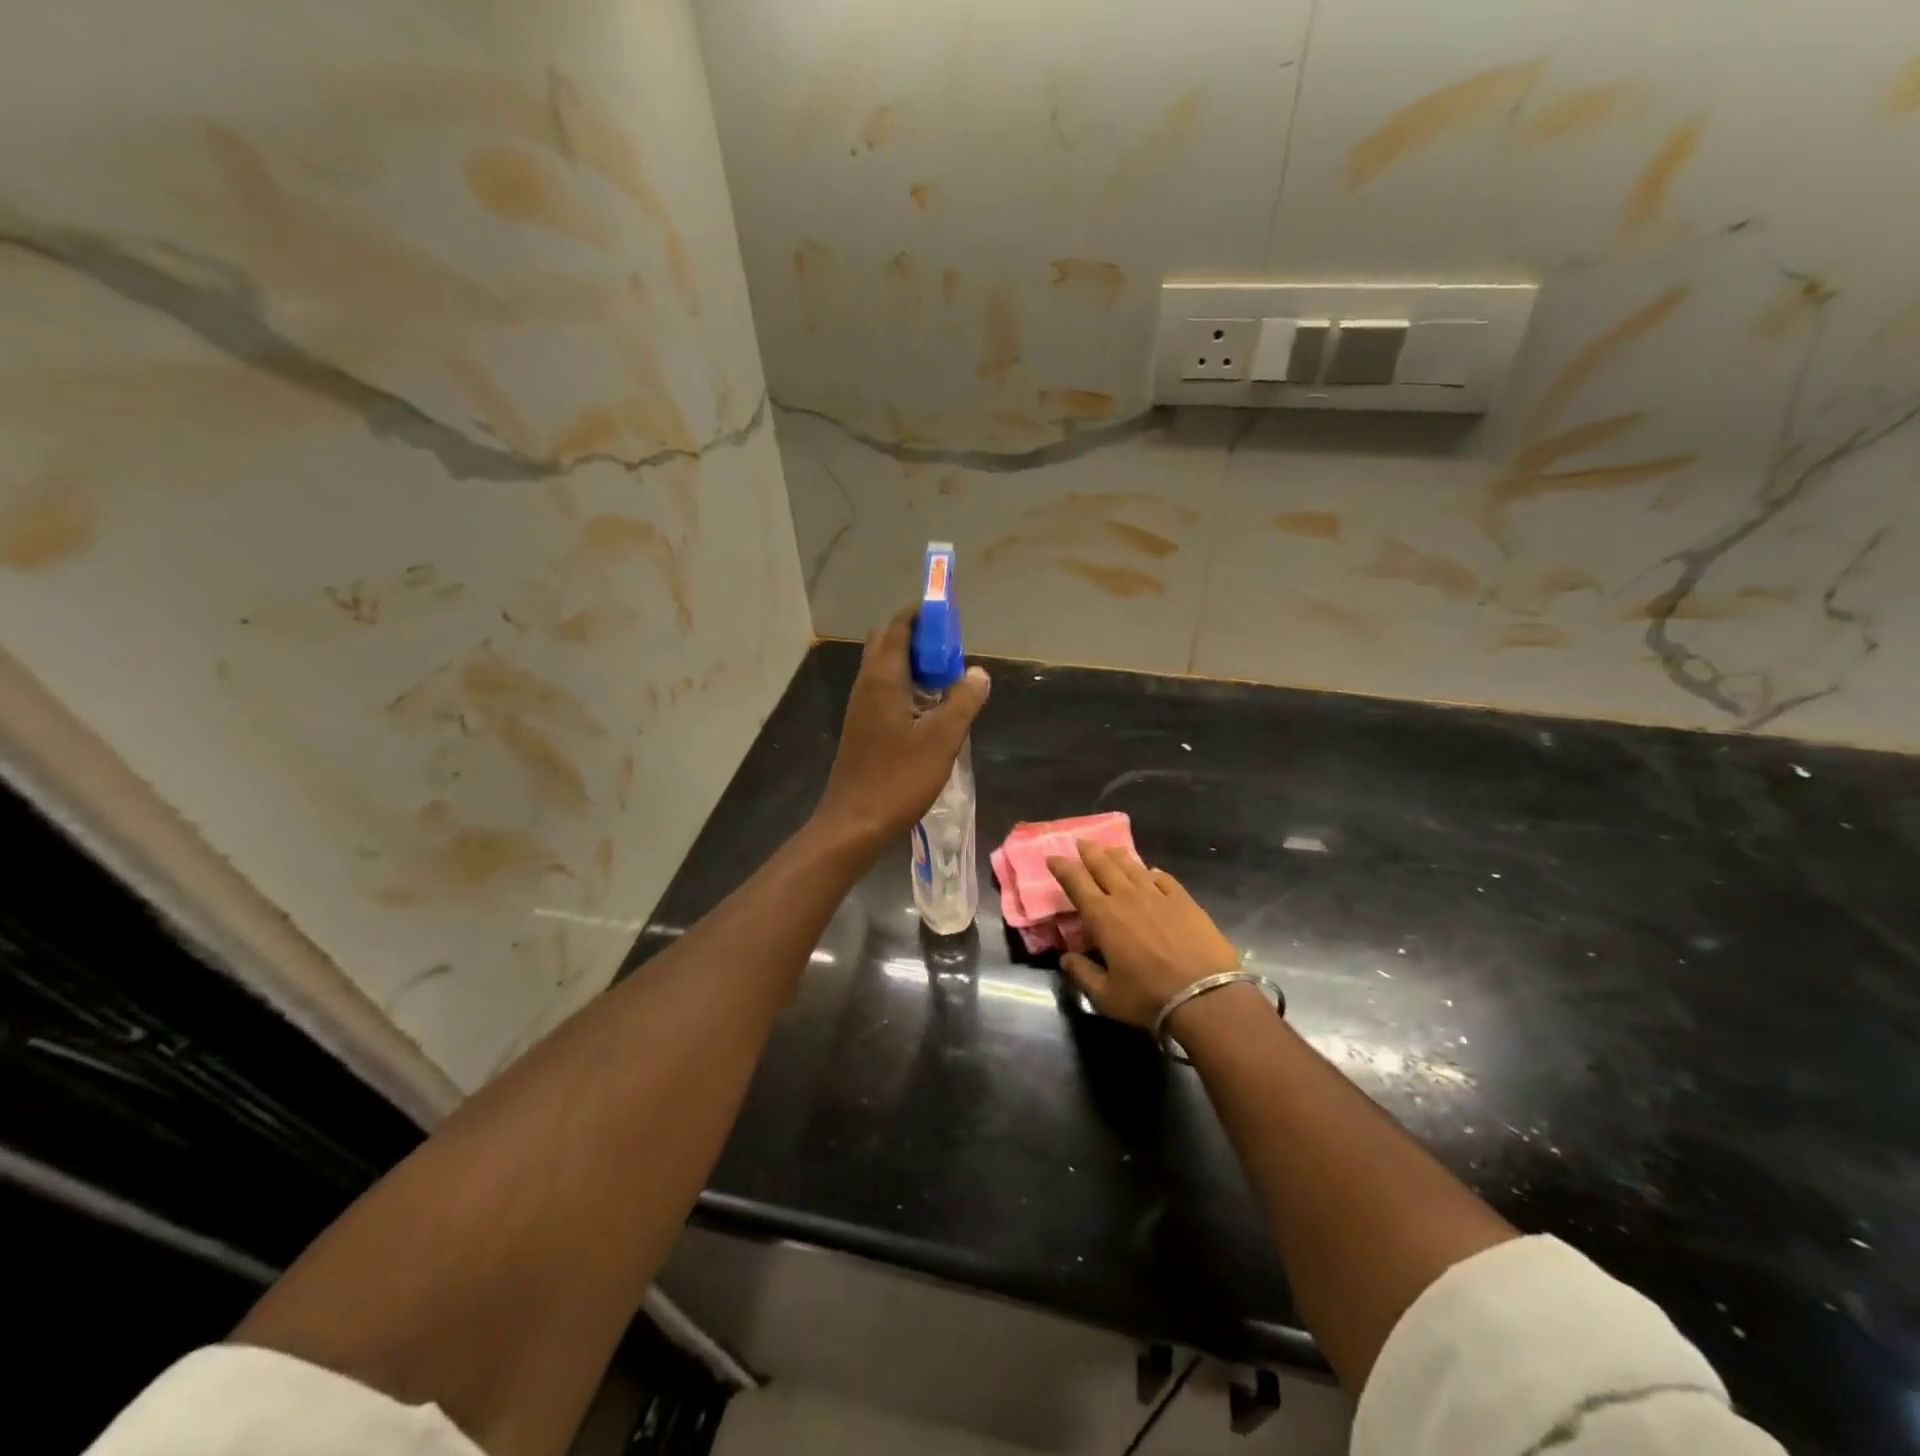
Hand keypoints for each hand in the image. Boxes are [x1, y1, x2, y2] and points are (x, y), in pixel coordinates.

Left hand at [813, 606, 990, 857]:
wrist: (854, 823)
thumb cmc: (898, 779)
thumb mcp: (942, 739)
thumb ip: (963, 701)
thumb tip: (978, 672)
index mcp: (882, 679)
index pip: (898, 626)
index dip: (923, 614)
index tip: (951, 616)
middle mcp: (867, 685)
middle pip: (888, 642)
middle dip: (920, 635)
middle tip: (953, 649)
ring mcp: (862, 707)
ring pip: (887, 667)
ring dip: (915, 662)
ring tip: (949, 676)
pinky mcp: (863, 727)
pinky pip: (886, 690)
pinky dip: (908, 685)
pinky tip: (932, 709)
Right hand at [1046, 841, 1240, 1028]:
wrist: (1205, 997)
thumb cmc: (1148, 998)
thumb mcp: (1106, 996)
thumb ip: (1082, 974)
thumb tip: (1065, 958)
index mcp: (1102, 917)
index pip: (1076, 882)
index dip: (1062, 867)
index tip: (1052, 858)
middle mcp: (1127, 897)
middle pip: (1103, 865)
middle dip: (1089, 852)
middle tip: (1081, 842)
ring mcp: (1158, 896)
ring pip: (1132, 866)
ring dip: (1117, 856)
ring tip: (1110, 850)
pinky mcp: (1184, 901)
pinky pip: (1164, 878)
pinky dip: (1152, 872)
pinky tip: (1151, 872)